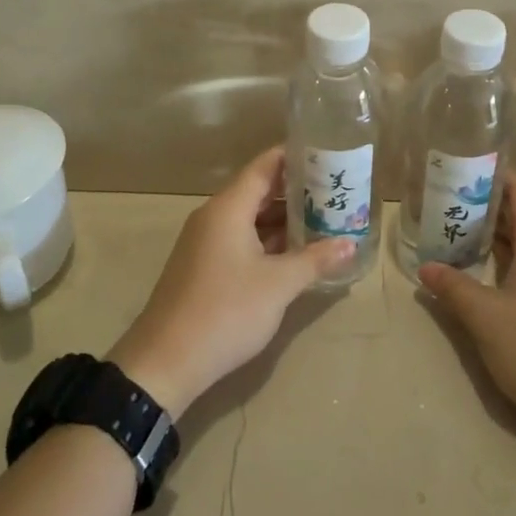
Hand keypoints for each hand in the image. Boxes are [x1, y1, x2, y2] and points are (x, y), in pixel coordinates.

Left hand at [110, 148, 353, 417]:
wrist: (165, 363)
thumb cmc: (225, 311)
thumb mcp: (278, 285)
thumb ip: (315, 260)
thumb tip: (350, 243)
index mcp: (228, 208)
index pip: (264, 166)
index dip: (294, 157)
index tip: (326, 152)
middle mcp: (214, 217)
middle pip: (258, 191)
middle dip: (296, 191)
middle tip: (335, 190)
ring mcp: (206, 243)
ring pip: (250, 218)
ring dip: (283, 220)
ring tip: (323, 219)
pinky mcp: (204, 267)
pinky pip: (241, 240)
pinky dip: (268, 240)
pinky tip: (295, 253)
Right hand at [418, 172, 515, 430]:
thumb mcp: (484, 316)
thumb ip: (453, 287)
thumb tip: (426, 269)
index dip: (496, 174)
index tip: (464, 169)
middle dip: (488, 205)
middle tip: (450, 203)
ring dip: (498, 235)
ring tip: (461, 233)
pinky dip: (510, 258)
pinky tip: (486, 272)